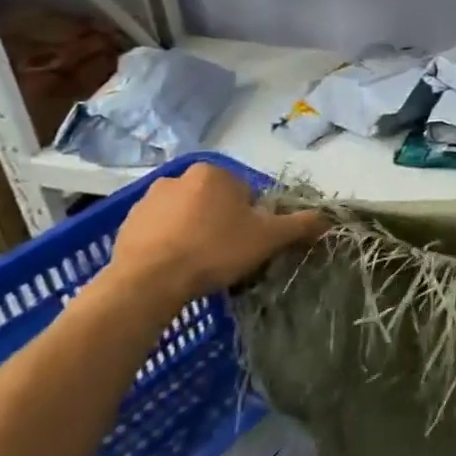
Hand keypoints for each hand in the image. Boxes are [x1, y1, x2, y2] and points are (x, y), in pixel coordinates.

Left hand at [106, 163, 325, 309]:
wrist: (148, 282)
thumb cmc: (214, 250)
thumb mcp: (268, 238)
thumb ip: (300, 225)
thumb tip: (329, 218)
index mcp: (215, 173)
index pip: (246, 192)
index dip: (253, 219)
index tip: (249, 243)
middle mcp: (179, 176)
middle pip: (215, 201)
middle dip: (222, 223)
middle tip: (227, 254)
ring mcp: (148, 199)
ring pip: (186, 215)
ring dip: (194, 231)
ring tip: (199, 264)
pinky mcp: (126, 224)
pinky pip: (158, 230)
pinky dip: (168, 243)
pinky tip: (175, 267)